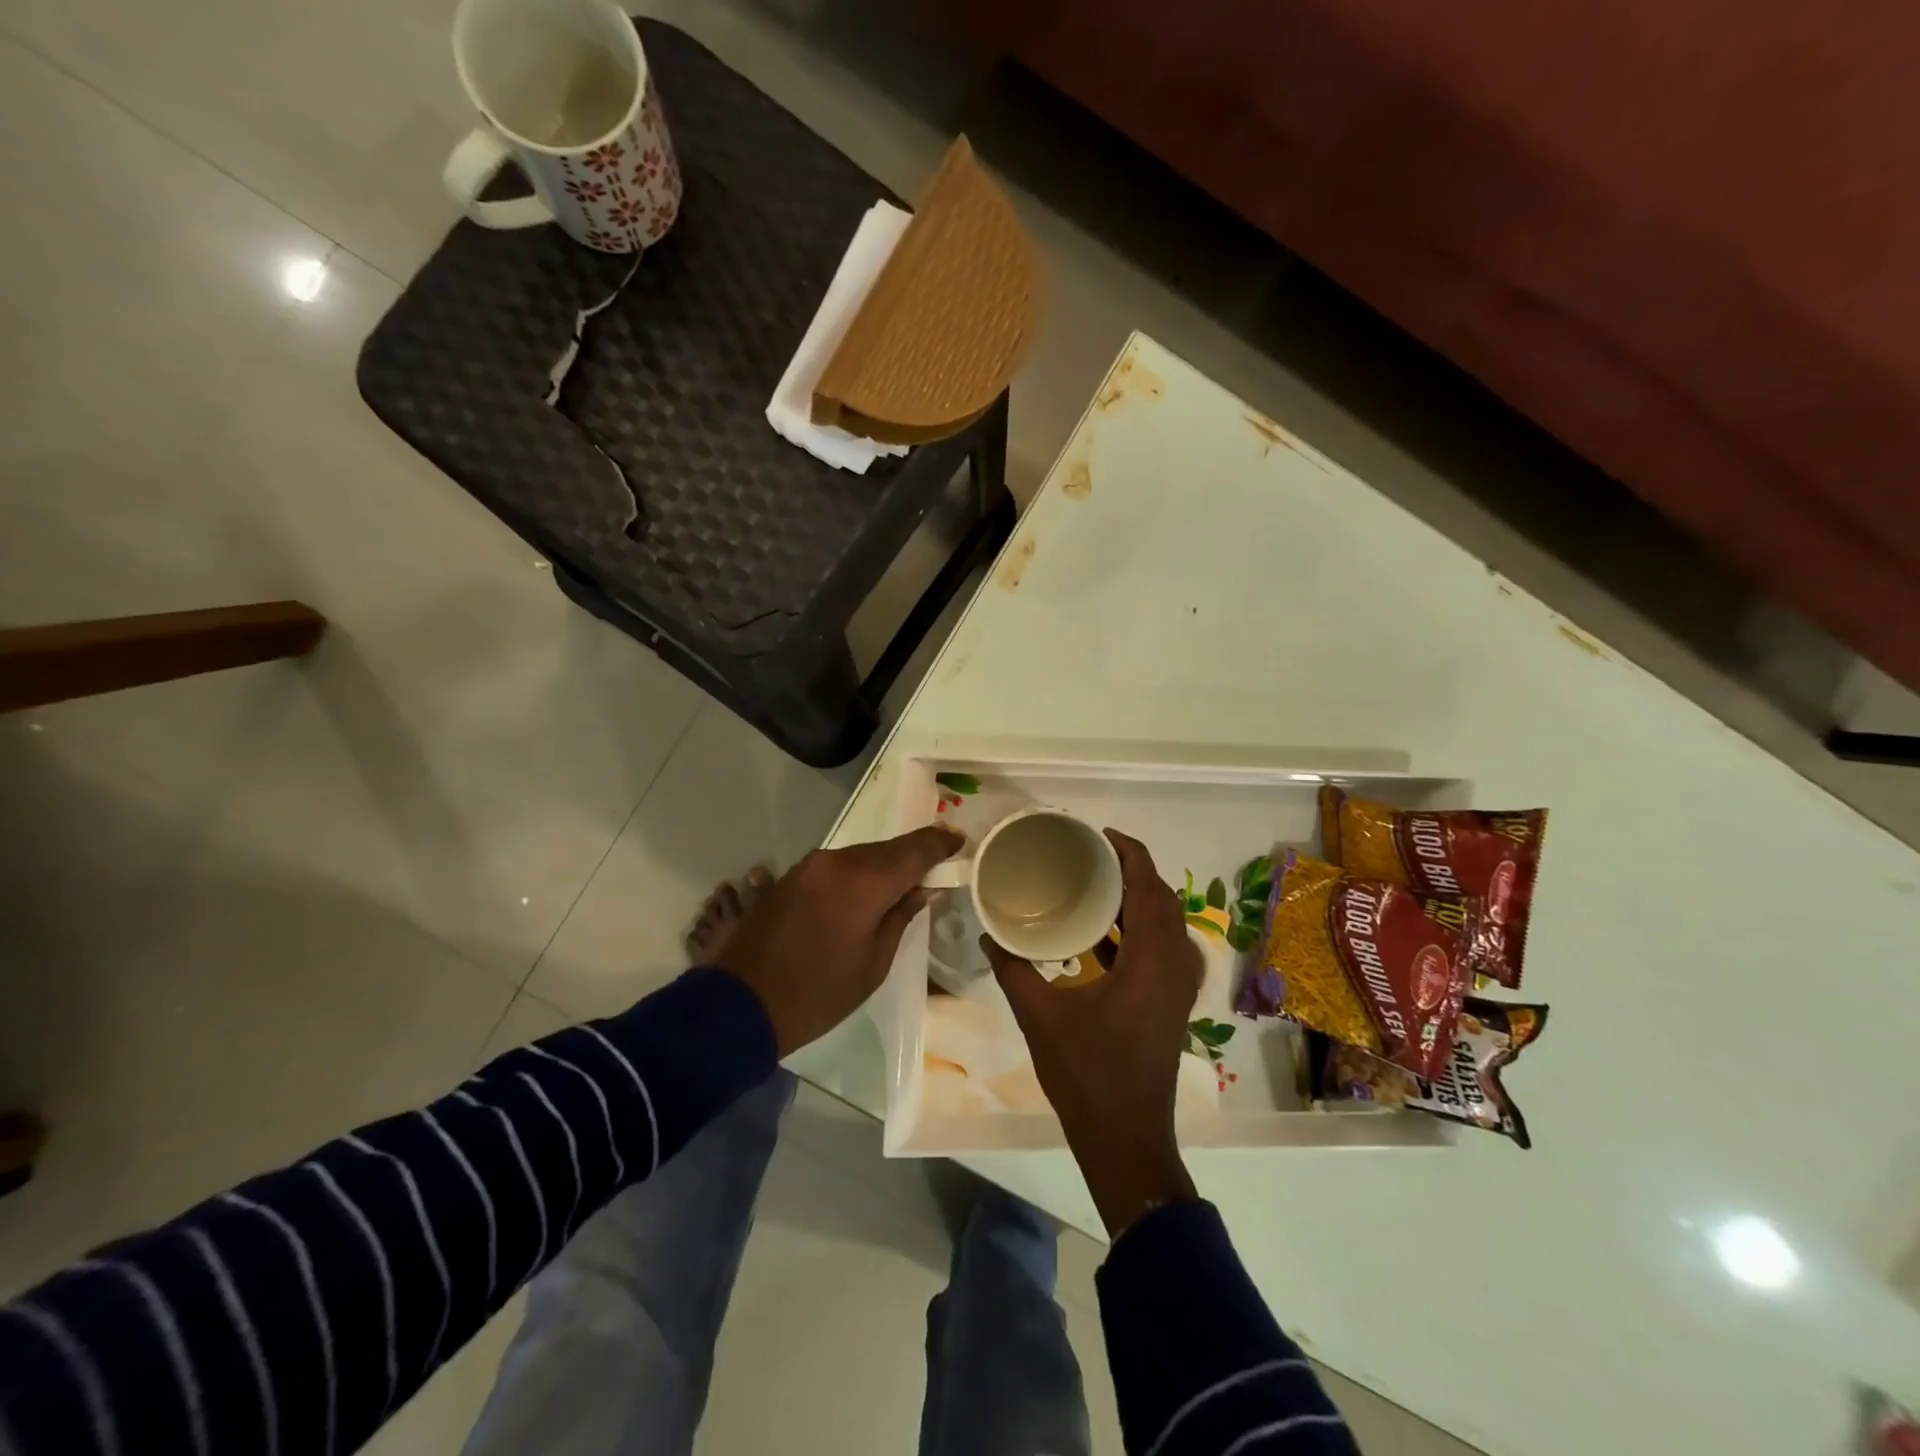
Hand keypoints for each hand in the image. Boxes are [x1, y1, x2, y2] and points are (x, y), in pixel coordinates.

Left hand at [715, 826, 962, 1055]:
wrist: (740, 1004)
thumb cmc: (818, 994)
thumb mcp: (874, 964)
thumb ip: (901, 916)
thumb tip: (926, 888)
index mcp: (863, 882)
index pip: (914, 850)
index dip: (940, 843)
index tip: (960, 840)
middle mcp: (836, 861)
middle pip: (886, 850)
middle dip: (913, 856)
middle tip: (936, 865)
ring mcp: (809, 866)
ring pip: (860, 856)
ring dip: (882, 866)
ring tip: (903, 883)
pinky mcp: (790, 876)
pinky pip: (836, 867)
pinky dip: (856, 874)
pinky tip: (864, 893)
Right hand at [982, 829, 1202, 1235]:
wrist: (1125, 1137)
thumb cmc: (1086, 1073)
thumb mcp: (1040, 1015)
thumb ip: (1013, 968)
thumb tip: (989, 932)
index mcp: (1151, 960)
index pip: (1150, 887)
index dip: (1131, 853)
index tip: (1100, 835)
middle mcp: (1174, 965)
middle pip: (1163, 899)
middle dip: (1132, 870)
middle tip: (1091, 855)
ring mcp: (1178, 986)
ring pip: (1166, 923)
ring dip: (1137, 899)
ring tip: (1095, 883)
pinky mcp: (1172, 1002)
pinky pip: (1163, 946)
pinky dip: (1139, 928)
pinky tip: (1103, 932)